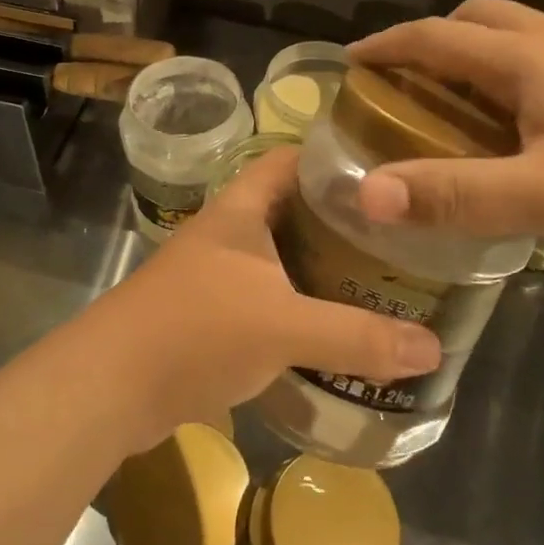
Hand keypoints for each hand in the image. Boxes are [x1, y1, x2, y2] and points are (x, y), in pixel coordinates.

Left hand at [75, 146, 441, 450]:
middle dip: (342, 220)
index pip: (291, 159)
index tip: (387, 170)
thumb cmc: (195, 331)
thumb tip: (433, 348)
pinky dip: (301, 306)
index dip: (334, 156)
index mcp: (241, 209)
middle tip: (399, 233)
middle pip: (294, 210)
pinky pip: (269, 298)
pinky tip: (335, 326)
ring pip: (282, 257)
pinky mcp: (212, 315)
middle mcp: (229, 233)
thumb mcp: (283, 327)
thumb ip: (357, 336)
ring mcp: (217, 275)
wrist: (109, 389)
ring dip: (322, 266)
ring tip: (380, 276)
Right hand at [348, 0, 543, 262]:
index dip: (387, 45)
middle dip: (432, 41)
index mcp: (526, 57)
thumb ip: (453, 194)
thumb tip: (366, 195)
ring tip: (459, 102)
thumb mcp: (541, 195)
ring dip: (476, 54)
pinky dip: (514, 72)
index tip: (351, 61)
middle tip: (407, 83)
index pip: (435, 37)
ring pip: (518, 34)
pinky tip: (526, 121)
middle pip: (478, 19)